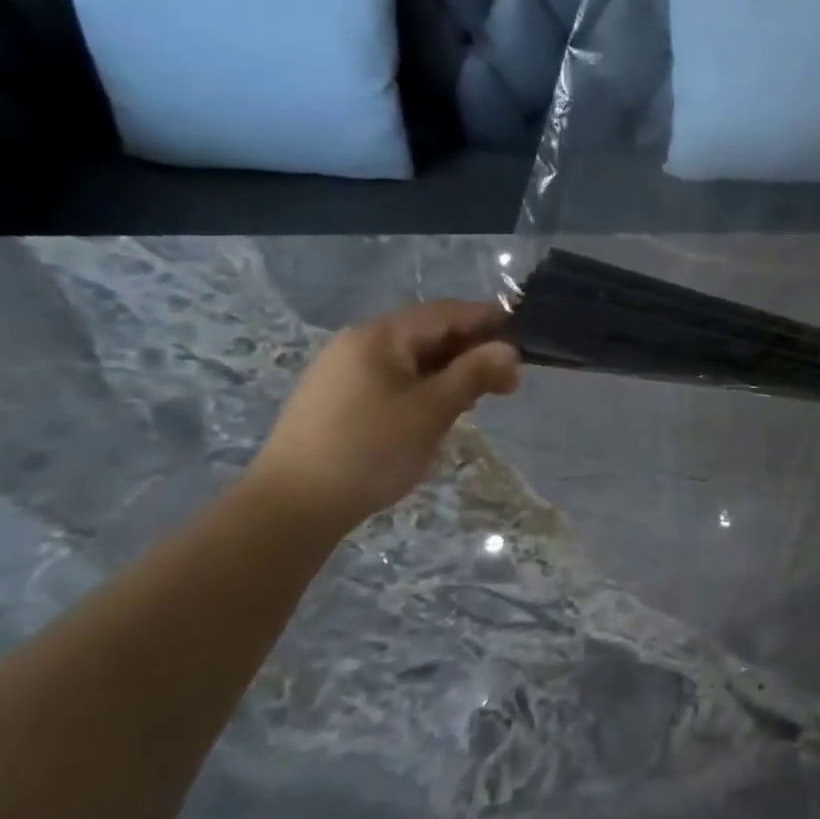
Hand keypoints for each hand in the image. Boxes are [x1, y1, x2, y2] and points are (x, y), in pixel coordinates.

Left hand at [249, 301, 520, 528]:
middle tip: (509, 383)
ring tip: (479, 399)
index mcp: (381, 336)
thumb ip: (474, 373)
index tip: (525, 340)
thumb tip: (509, 350)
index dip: (489, 321)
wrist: (294, 505)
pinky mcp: (338, 398)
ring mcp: (344, 370)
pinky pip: (394, 378)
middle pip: (428, 333)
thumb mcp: (433, 410)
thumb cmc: (371, 450)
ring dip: (451, 371)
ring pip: (412, 358)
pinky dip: (425, 385)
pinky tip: (439, 411)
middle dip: (473, 351)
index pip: (446, 313)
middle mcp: (359, 343)